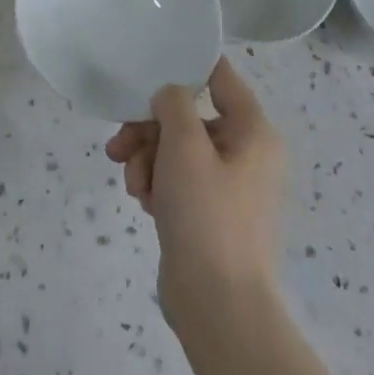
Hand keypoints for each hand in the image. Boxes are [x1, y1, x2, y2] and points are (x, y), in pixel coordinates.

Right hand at [104, 57, 284, 322]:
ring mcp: (228, 185)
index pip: (219, 75)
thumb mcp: (185, 144)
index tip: (147, 65)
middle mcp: (246, 152)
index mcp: (253, 131)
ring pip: (177, 148)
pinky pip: (178, 179)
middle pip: (188, 115)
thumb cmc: (207, 215)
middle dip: (149, 128)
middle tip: (120, 144)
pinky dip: (157, 183)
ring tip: (133, 183)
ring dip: (147, 158)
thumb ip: (173, 102)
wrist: (218, 309)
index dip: (184, 65)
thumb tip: (169, 95)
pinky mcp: (210, 213)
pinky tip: (143, 201)